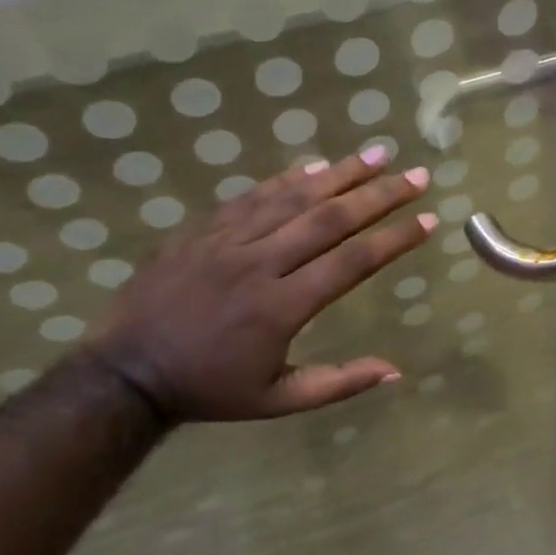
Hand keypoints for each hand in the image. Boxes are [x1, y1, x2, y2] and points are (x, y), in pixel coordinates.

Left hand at [84, 147, 435, 420]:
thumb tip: (395, 370)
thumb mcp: (278, 400)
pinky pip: (251, 196)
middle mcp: (260, 264)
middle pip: (330, 219)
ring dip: (340, 173)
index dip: (394, 238)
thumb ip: (338, 383)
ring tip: (377, 154)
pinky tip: (315, 164)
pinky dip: (287, 178)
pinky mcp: (202, 229)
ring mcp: (227, 241)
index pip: (353, 262)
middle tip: (416, 174)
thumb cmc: (211, 389)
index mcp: (283, 307)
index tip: (428, 219)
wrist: (127, 373)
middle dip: (379, 194)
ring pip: (293, 198)